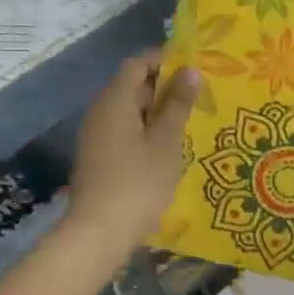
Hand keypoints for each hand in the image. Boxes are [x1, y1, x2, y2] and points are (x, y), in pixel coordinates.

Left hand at [64, 51, 200, 259]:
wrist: (97, 234)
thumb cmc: (137, 184)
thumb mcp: (166, 142)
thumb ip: (178, 104)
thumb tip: (190, 70)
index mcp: (114, 101)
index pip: (137, 64)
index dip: (164, 60)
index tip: (194, 68)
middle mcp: (100, 112)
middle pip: (131, 86)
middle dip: (164, 88)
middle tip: (198, 98)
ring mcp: (96, 137)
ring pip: (129, 112)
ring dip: (157, 113)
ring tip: (188, 124)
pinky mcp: (97, 158)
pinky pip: (124, 132)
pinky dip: (145, 132)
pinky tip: (167, 150)